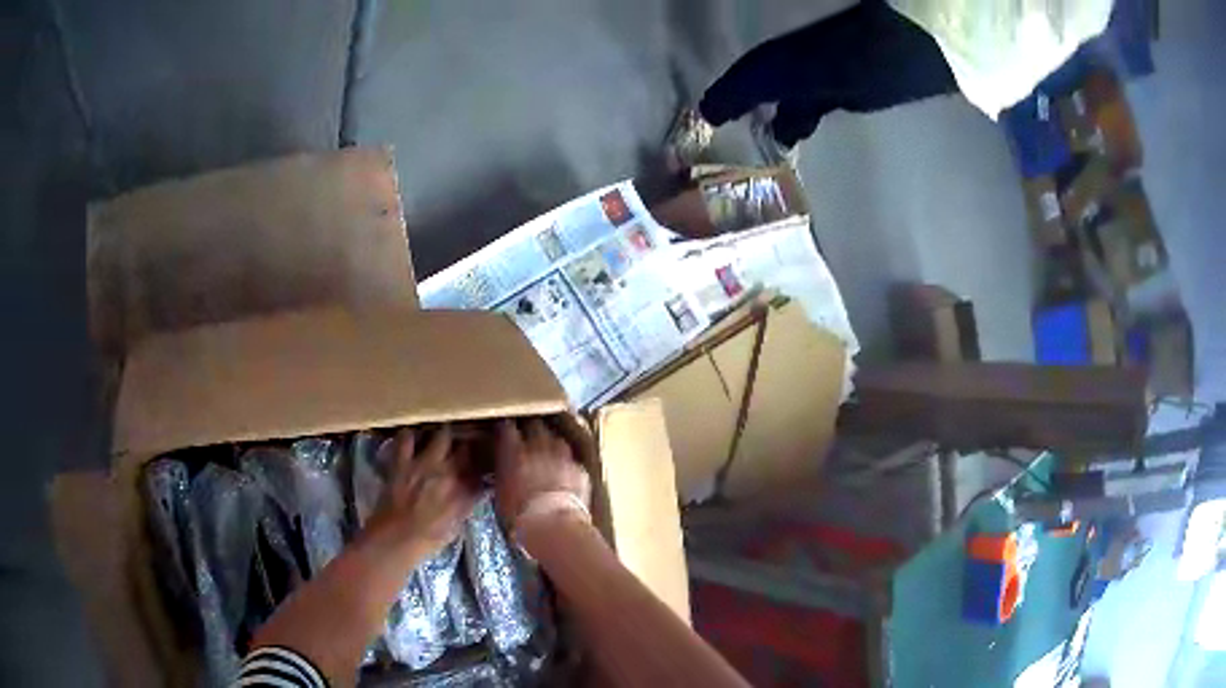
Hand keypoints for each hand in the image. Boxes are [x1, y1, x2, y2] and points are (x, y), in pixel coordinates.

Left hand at [366, 425, 478, 555]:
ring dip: (444, 436)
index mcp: (466, 492)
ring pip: (443, 436)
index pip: (482, 471)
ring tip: (443, 437)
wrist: (396, 538)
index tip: (483, 463)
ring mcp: (425, 463)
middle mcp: (449, 473)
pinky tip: (412, 437)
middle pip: (466, 448)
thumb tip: (475, 492)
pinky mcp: (403, 461)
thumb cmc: (428, 539)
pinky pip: (407, 438)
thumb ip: (466, 504)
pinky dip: (409, 436)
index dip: (484, 464)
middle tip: (464, 447)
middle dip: (468, 446)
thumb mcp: (456, 525)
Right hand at [494, 418, 590, 529]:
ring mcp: (562, 457)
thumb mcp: (501, 493)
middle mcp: (539, 448)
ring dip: (551, 444)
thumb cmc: (519, 514)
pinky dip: (567, 465)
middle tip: (528, 437)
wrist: (553, 525)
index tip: (504, 431)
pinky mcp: (579, 470)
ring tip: (548, 453)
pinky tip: (564, 474)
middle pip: (535, 426)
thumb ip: (502, 473)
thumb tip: (503, 467)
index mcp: (515, 452)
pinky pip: (572, 461)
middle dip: (531, 429)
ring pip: (557, 440)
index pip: (507, 428)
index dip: (506, 428)